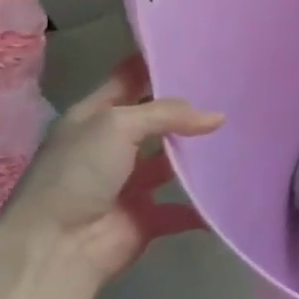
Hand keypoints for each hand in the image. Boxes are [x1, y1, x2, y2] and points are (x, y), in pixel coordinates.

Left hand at [0, 55, 221, 288]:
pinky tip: (232, 190)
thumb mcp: (117, 125)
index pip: (129, 79)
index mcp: (95, 116)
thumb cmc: (78, 173)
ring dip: (199, 155)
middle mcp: (112, 146)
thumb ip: (167, 114)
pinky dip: (203, 205)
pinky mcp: (146, 217)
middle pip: (157, 120)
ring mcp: (130, 183)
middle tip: (232, 92)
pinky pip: (182, 208)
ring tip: (241, 136)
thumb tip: (217, 117)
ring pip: (172, 163)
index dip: (157, 64)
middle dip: (189, 110)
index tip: (197, 51)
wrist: (56, 248)